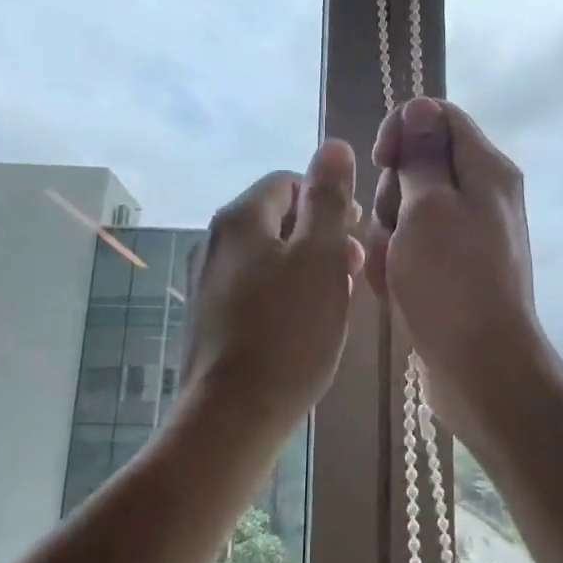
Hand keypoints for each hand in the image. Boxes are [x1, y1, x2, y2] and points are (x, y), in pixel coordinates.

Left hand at [181, 139, 365, 430]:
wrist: (232, 417)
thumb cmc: (288, 330)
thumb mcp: (320, 256)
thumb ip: (328, 198)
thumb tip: (333, 145)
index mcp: (240, 217)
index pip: (288, 182)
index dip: (327, 199)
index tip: (356, 231)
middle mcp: (214, 241)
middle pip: (276, 218)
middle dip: (319, 234)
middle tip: (352, 268)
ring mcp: (206, 281)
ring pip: (266, 255)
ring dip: (305, 265)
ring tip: (336, 298)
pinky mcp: (208, 317)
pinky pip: (253, 286)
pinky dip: (283, 292)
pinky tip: (304, 323)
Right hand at [366, 97, 557, 440]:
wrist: (480, 368)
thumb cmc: (451, 280)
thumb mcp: (428, 207)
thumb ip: (422, 154)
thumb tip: (421, 106)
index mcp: (485, 169)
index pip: (438, 115)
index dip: (402, 129)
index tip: (382, 161)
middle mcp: (481, 194)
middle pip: (419, 164)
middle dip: (392, 193)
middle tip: (393, 228)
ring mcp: (467, 233)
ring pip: (408, 208)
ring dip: (389, 234)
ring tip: (392, 269)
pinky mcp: (453, 266)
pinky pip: (413, 245)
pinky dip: (397, 262)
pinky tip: (394, 289)